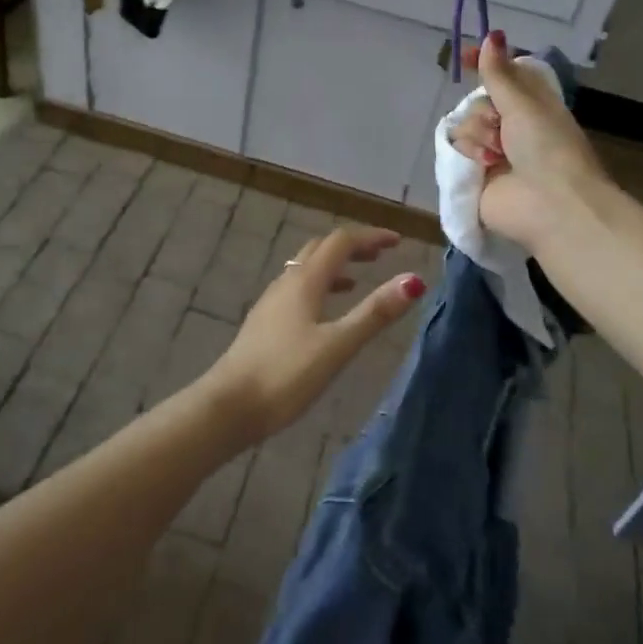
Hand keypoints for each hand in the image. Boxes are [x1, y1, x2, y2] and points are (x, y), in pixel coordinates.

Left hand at [201, 226, 426, 444]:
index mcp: (305, 281)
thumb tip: (413, 280)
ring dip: (334, 266)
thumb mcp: (337, 345)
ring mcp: (272, 302)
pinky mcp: (265, 322)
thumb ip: (374, 313)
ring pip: (306, 268)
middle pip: (321, 249)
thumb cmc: (286, 374)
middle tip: (380, 255)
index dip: (370, 237)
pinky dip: (319, 286)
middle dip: (352, 246)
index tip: (398, 241)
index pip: (341, 242)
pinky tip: (325, 312)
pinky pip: (297, 289)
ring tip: (358, 278)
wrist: (229, 406)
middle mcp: (287, 282)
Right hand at [451, 31, 609, 251]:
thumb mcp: (525, 104)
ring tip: (496, 155)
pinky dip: (470, 153)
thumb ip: (500, 73)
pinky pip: (456, 149)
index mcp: (532, 108)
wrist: (551, 206)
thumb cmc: (548, 148)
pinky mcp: (475, 175)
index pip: (503, 78)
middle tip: (500, 124)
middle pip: (479, 101)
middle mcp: (512, 128)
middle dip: (485, 110)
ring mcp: (492, 153)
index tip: (465, 55)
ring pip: (465, 124)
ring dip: (479, 134)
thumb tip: (491, 35)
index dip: (485, 65)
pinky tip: (484, 165)